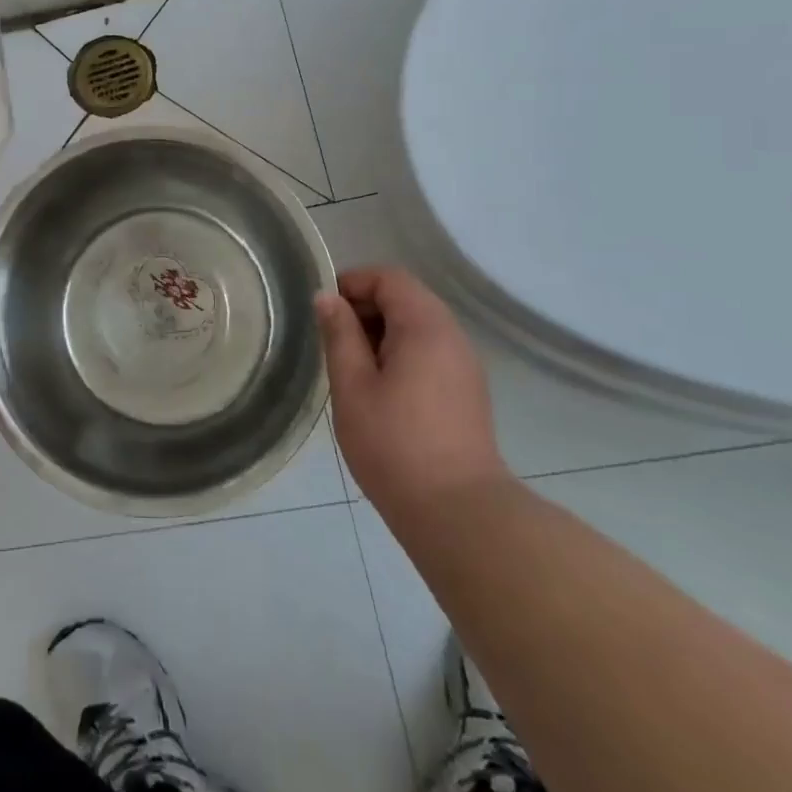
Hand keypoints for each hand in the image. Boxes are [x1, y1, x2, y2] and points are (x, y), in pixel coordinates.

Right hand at [317, 266, 510, 525]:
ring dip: (382, 332)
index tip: (324, 309)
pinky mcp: (467, 391)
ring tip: (351, 365)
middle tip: (332, 338)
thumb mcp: (352, 386)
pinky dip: (401, 352)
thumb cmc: (395, 445)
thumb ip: (339, 335)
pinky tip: (379, 388)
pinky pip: (430, 351)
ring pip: (418, 326)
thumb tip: (327, 297)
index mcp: (425, 326)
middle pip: (406, 297)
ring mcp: (464, 365)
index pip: (390, 278)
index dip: (353, 282)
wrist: (459, 514)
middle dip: (365, 307)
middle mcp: (452, 336)